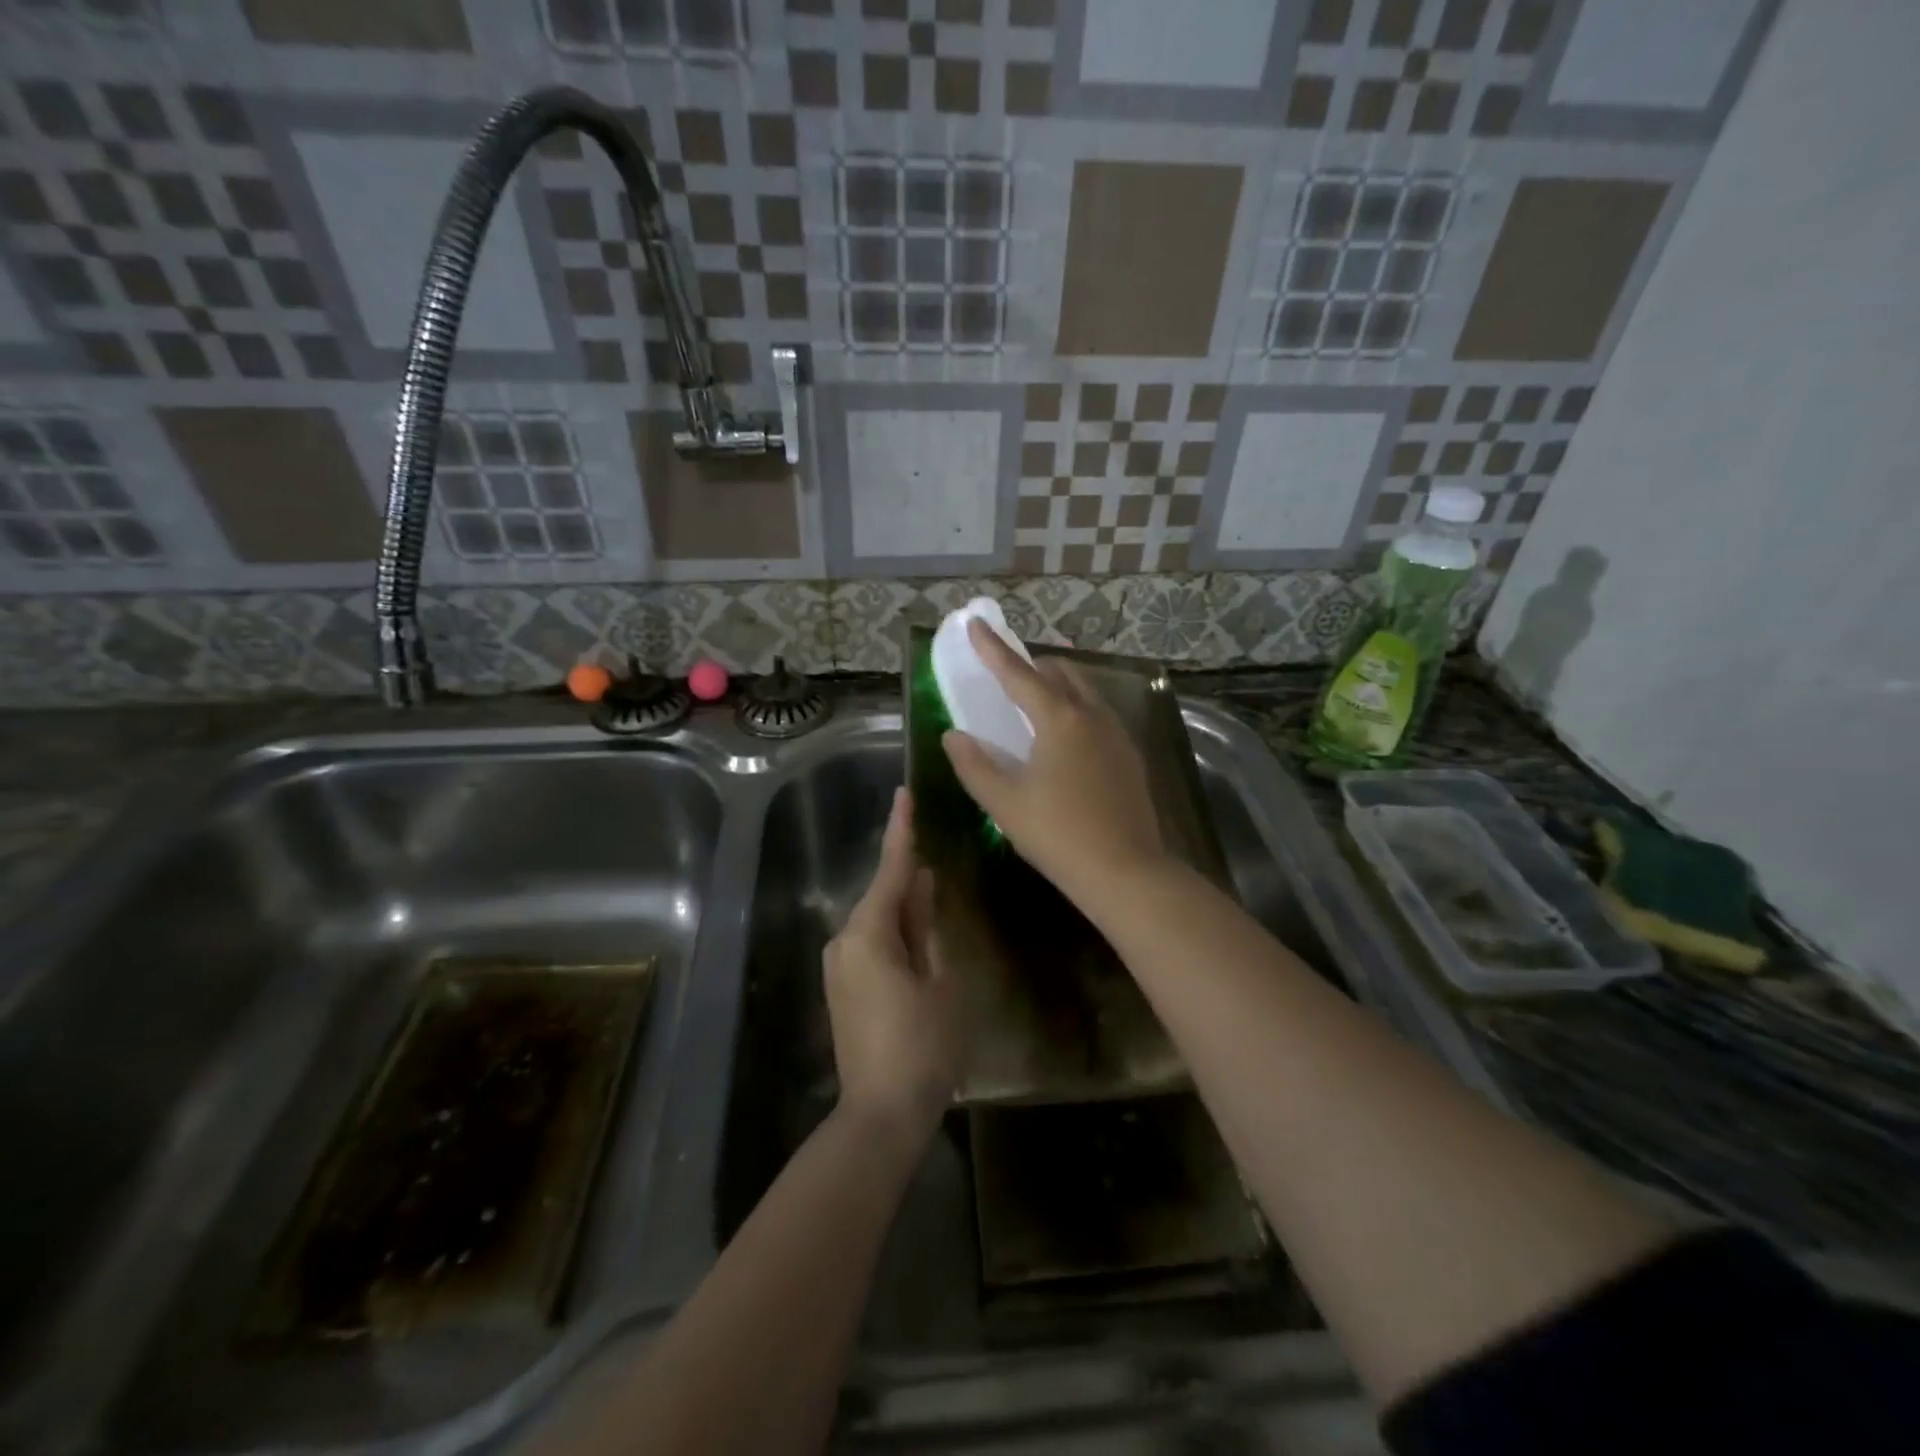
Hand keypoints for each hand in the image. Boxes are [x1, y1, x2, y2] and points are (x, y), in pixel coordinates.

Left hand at [823, 788, 960, 1148]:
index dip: (900, 830)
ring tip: (935, 899)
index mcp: (868, 933)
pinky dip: (895, 933)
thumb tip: (922, 884)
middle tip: (938, 858)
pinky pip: (871, 943)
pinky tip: (918, 935)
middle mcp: (844, 940)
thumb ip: (928, 926)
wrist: (880, 1113)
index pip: (889, 869)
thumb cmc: (922, 1045)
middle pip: (882, 895)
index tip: (904, 793)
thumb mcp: (940, 980)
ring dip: (905, 909)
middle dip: (910, 878)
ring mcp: (839, 965)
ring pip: (878, 920)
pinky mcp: (843, 985)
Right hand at [942, 619, 1168, 908]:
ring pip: (1086, 692)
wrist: (1125, 871)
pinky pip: (1099, 715)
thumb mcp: (1004, 802)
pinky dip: (1078, 709)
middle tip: (1009, 671)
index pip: (1018, 673)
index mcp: (1059, 719)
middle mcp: (1092, 716)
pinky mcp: (1130, 757)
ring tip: (1038, 698)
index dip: (993, 649)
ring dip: (1059, 684)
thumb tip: (954, 736)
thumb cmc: (1057, 835)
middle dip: (1033, 664)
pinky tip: (1068, 737)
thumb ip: (974, 764)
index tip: (977, 623)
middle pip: (1061, 673)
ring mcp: (1117, 735)